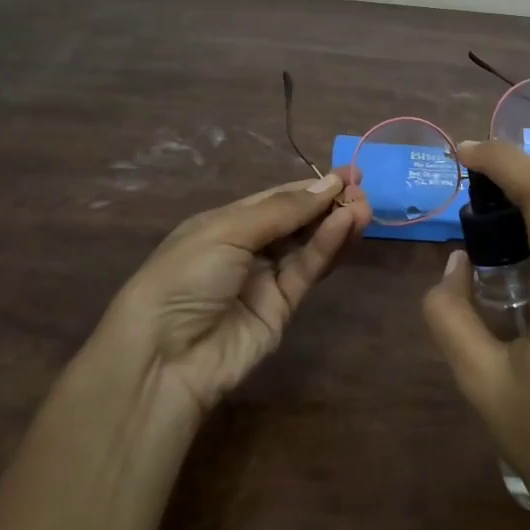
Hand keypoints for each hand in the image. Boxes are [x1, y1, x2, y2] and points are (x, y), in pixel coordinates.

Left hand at [97, 172, 368, 418]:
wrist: (164, 357)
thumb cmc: (185, 277)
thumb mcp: (228, 230)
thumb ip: (282, 209)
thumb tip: (328, 184)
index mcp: (227, 223)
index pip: (278, 198)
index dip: (312, 186)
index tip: (349, 173)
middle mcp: (249, 247)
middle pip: (298, 220)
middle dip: (330, 203)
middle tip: (362, 189)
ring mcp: (266, 279)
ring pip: (309, 244)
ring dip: (336, 224)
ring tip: (365, 207)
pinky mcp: (283, 307)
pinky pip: (308, 270)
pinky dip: (328, 247)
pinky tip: (346, 226)